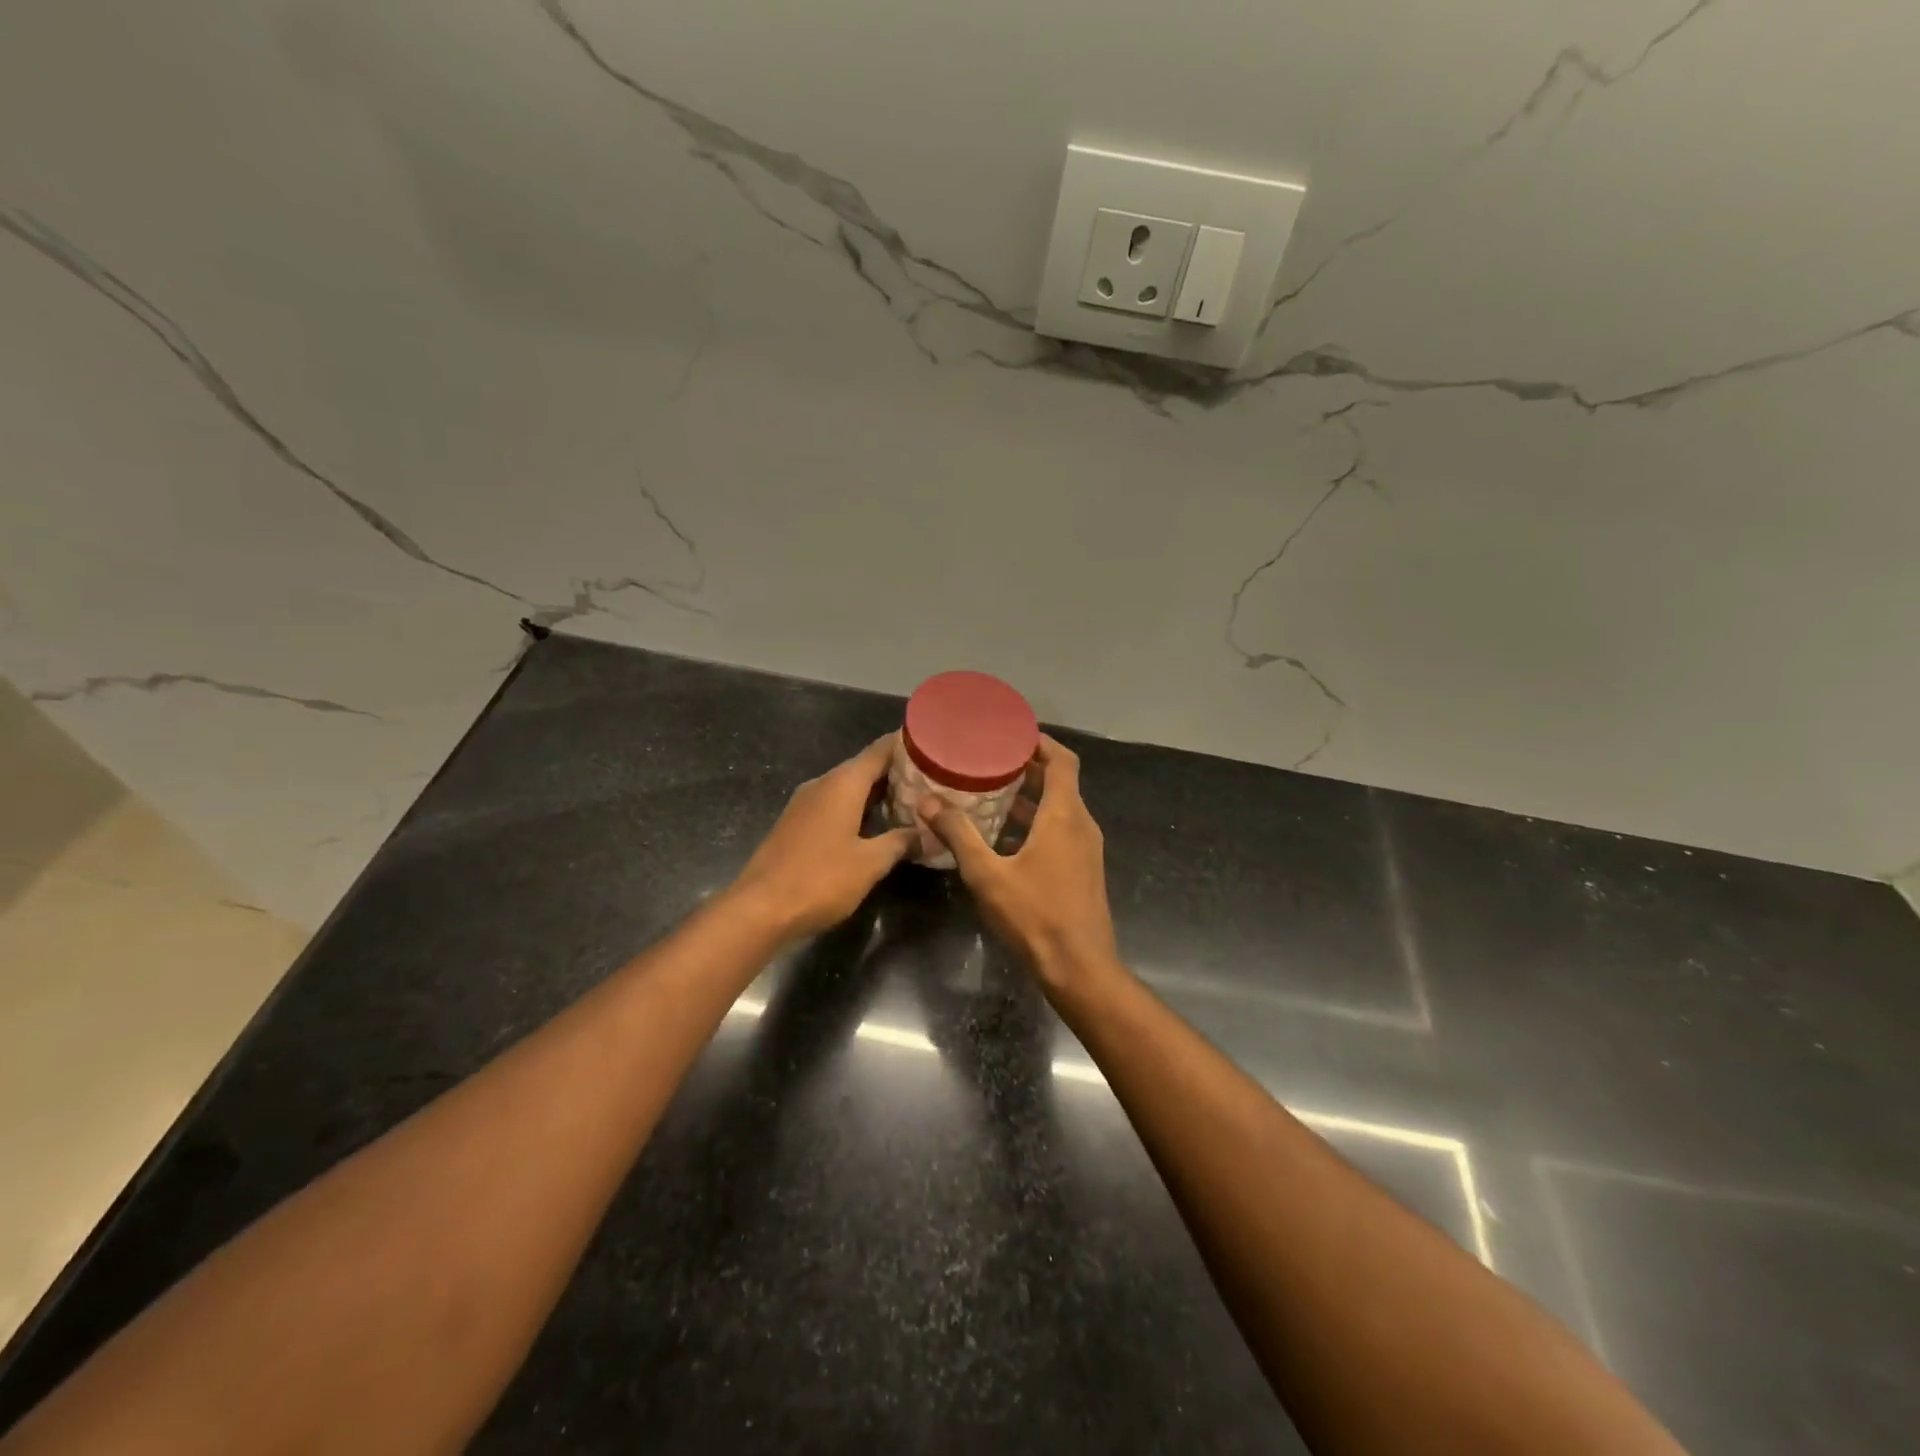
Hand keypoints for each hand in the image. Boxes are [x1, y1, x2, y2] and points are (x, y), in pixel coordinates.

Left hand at [729, 735, 915, 937]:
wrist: (760, 909)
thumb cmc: (820, 879)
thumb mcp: (870, 863)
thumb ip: (901, 842)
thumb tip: (928, 833)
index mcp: (843, 784)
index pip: (881, 749)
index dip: (907, 745)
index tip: (935, 746)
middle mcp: (823, 784)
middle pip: (865, 767)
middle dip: (898, 772)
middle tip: (932, 780)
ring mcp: (806, 804)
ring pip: (849, 788)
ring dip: (879, 793)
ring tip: (912, 802)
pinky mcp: (797, 824)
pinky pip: (835, 805)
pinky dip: (859, 809)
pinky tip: (877, 826)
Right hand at [917, 735, 1117, 989]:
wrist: (1080, 968)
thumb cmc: (1035, 916)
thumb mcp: (987, 874)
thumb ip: (958, 835)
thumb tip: (927, 803)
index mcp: (1064, 815)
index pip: (1063, 760)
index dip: (1040, 742)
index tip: (1010, 734)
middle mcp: (1081, 825)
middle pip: (1060, 782)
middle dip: (1027, 768)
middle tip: (989, 760)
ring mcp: (1086, 849)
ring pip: (1059, 808)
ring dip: (1030, 797)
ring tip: (990, 792)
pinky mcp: (1083, 870)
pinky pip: (1060, 831)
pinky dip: (1036, 822)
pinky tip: (1004, 836)